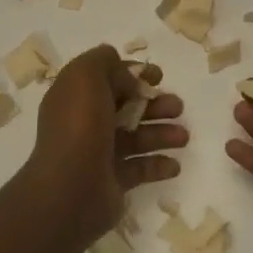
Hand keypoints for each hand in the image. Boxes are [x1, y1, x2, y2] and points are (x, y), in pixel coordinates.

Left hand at [27, 45, 187, 242]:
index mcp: (75, 96)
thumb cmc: (80, 127)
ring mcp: (99, 153)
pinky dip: (158, 165)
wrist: (69, 190)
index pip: (107, 78)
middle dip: (155, 104)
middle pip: (126, 107)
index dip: (133, 73)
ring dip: (162, 133)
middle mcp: (85, 122)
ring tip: (183, 138)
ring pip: (137, 137)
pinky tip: (173, 165)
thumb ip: (104, 62)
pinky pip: (140, 168)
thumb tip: (122, 69)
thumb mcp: (86, 77)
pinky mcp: (112, 181)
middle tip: (177, 107)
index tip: (158, 76)